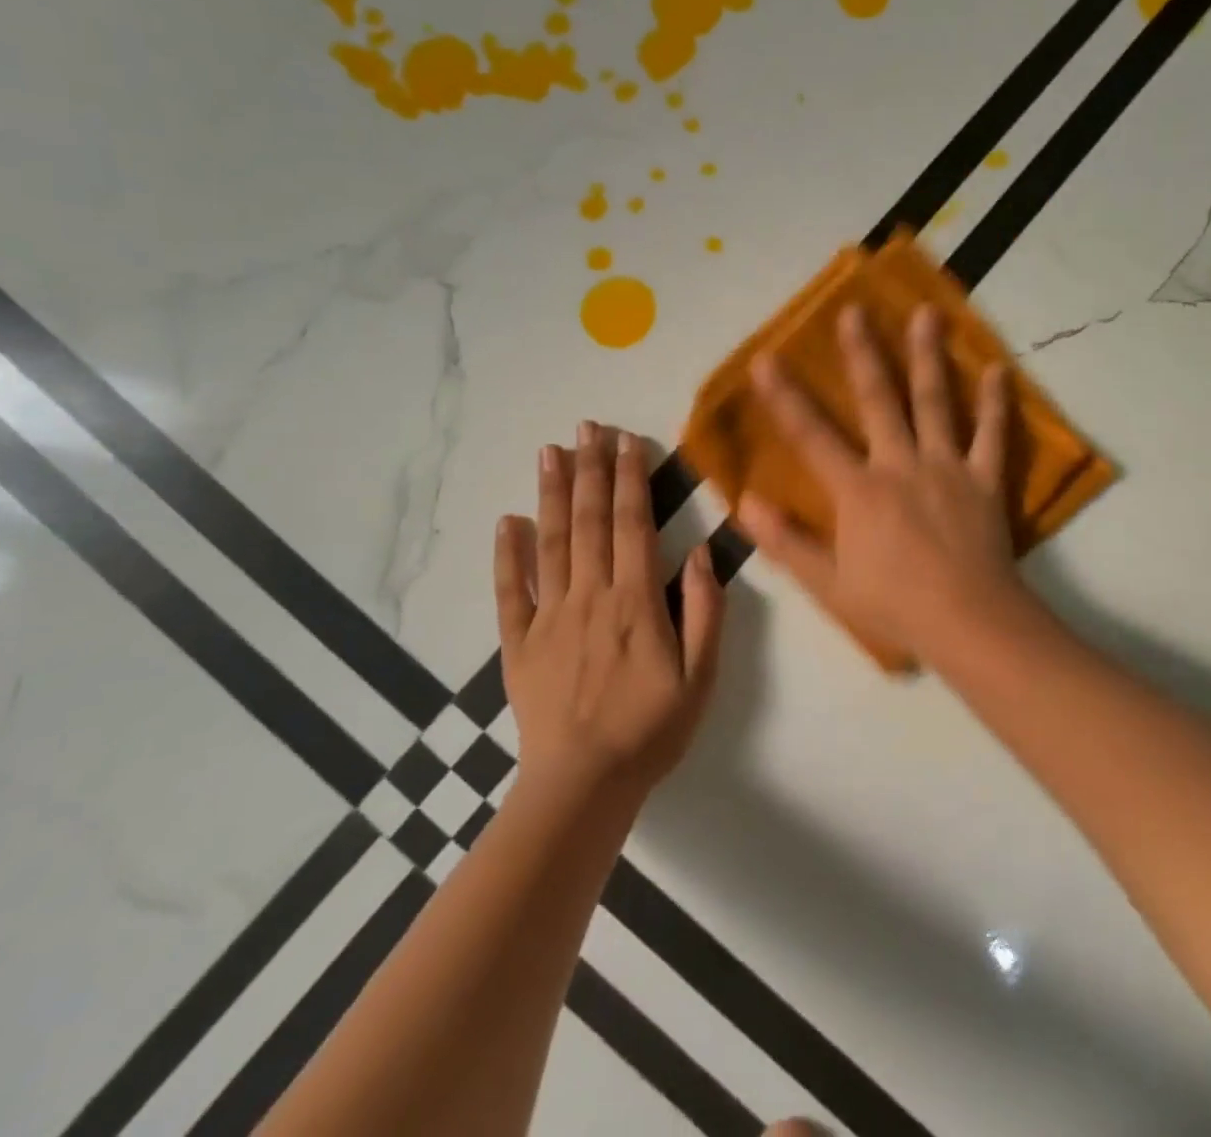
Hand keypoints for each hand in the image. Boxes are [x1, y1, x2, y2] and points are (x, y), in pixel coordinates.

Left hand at [495, 422, 724, 805]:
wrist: (583, 785)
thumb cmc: (651, 730)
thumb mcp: (700, 677)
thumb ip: (704, 612)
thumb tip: (698, 553)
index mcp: (635, 602)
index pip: (632, 525)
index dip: (630, 479)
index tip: (627, 440)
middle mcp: (589, 596)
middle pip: (589, 521)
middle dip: (591, 469)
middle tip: (588, 426)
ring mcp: (549, 617)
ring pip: (549, 543)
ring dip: (551, 493)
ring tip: (551, 452)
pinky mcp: (519, 643)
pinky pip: (510, 591)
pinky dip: (506, 554)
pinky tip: (507, 521)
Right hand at [736, 303, 1029, 666]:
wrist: (968, 623)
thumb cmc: (893, 606)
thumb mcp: (826, 583)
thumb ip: (785, 540)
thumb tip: (745, 501)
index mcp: (858, 490)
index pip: (812, 436)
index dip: (785, 397)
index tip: (766, 358)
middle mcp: (900, 464)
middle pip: (878, 400)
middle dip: (862, 354)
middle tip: (854, 310)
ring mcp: (946, 468)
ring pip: (935, 402)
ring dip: (928, 356)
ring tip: (927, 313)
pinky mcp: (984, 480)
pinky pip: (992, 435)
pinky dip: (996, 402)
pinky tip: (998, 369)